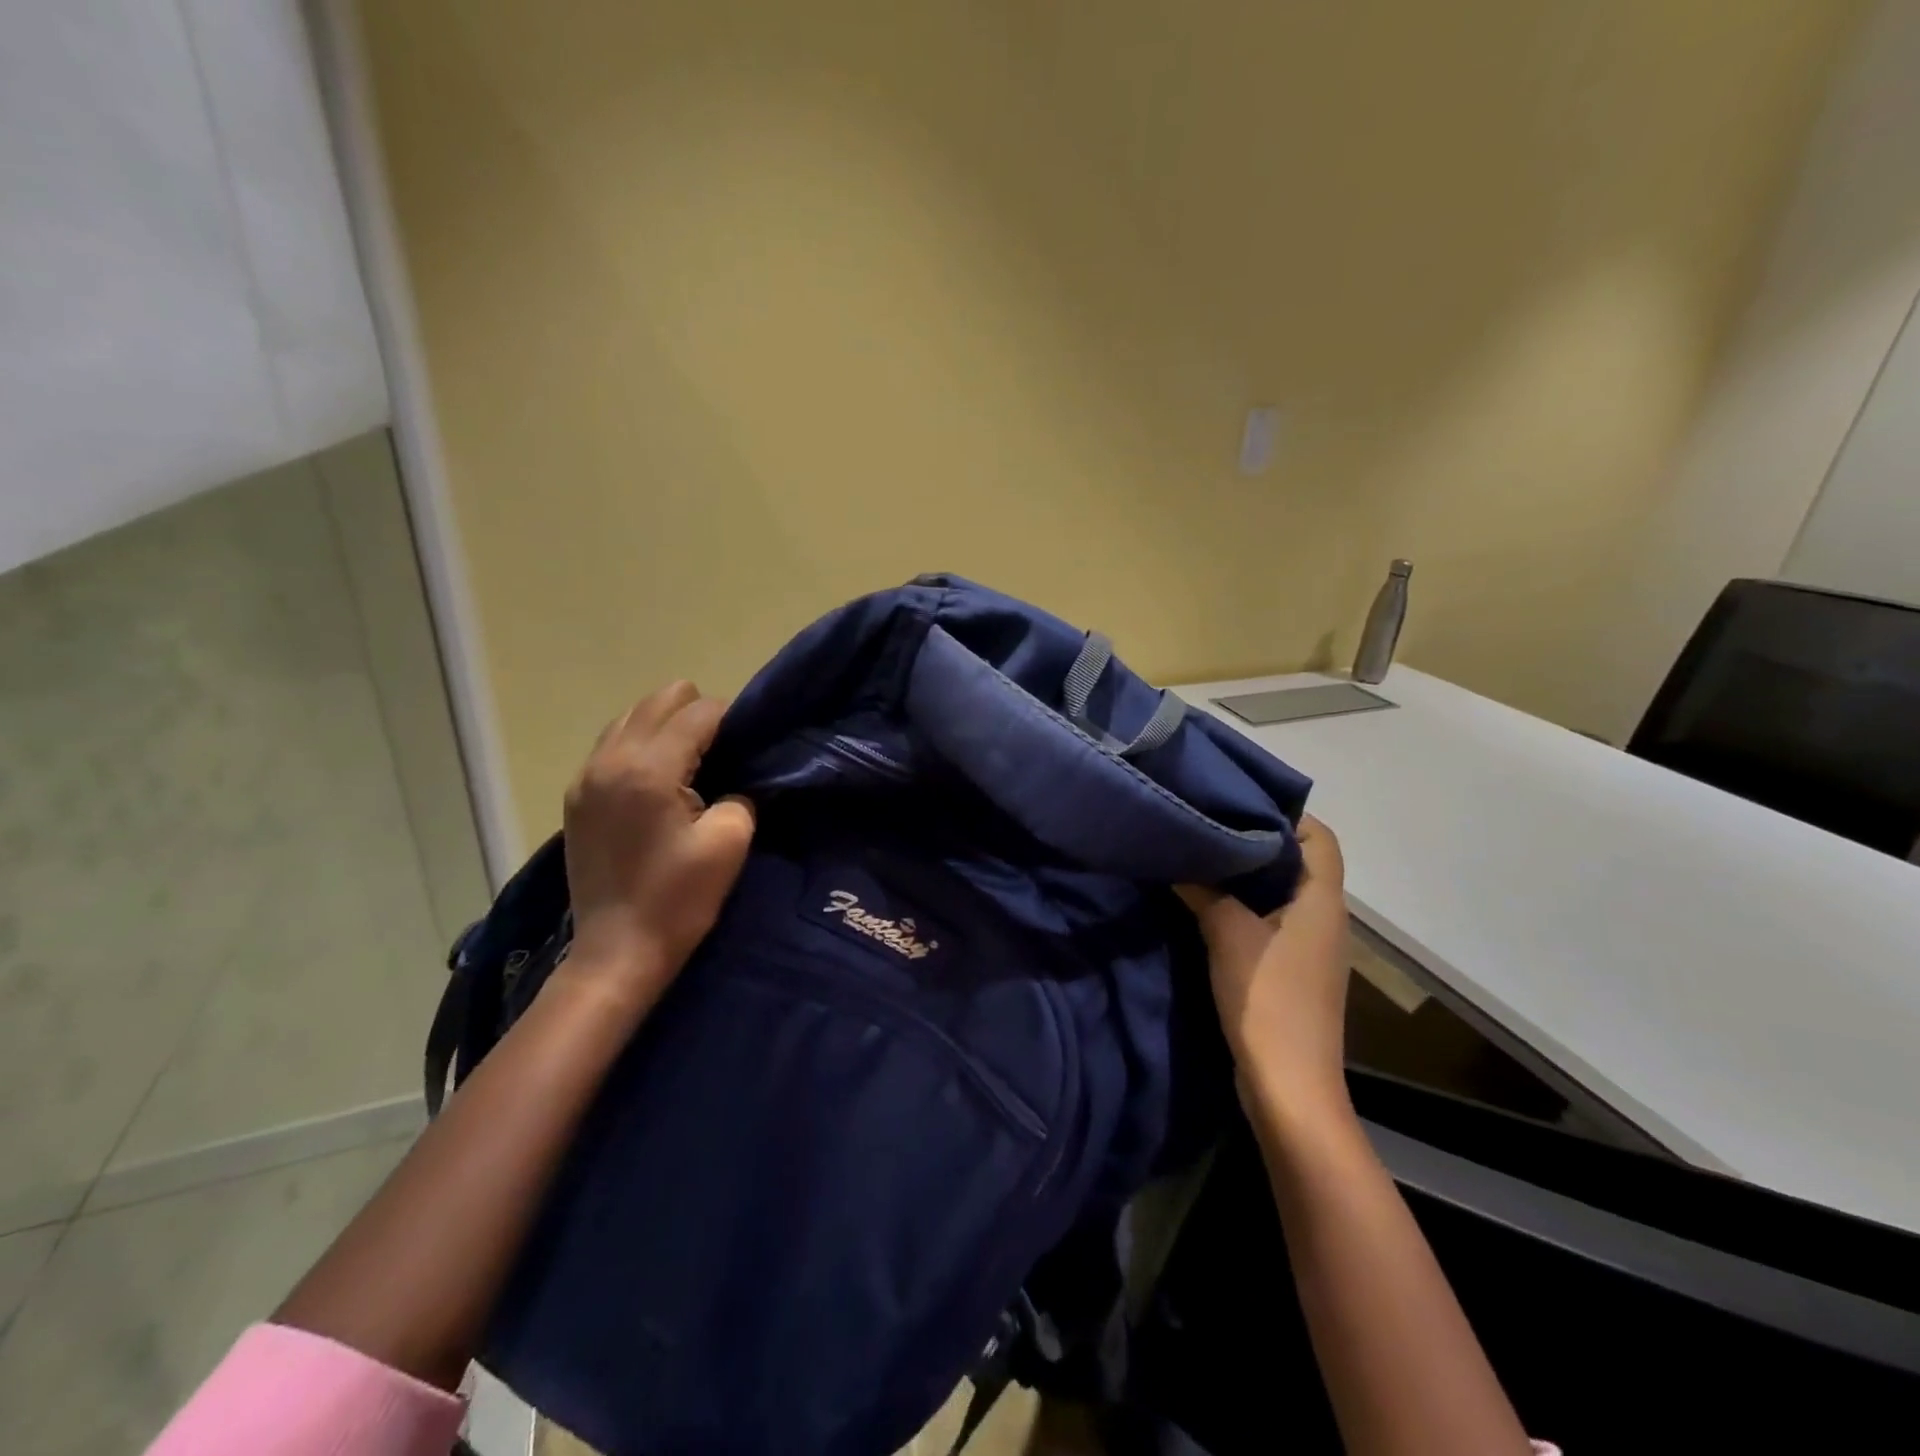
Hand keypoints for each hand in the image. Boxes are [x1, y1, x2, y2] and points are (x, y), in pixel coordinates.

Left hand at [560, 682, 754, 1011]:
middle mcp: (609, 760)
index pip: (698, 712)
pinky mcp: (576, 796)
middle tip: (721, 754)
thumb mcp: (730, 842)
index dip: (732, 720)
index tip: (750, 745)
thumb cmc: (678, 899)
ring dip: (667, 728)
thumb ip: (741, 793)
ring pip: (632, 716)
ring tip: (690, 765)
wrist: (617, 951)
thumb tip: (736, 776)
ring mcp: (586, 776)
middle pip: (660, 699)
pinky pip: (612, 744)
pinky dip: (641, 746)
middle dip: (697, 715)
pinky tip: (659, 781)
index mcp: (648, 769)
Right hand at [1177, 815, 1351, 1125]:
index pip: (1320, 837)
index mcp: (1323, 901)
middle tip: (1209, 822)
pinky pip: (1272, 919)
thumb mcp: (1227, 933)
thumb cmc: (1267, 999)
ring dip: (1248, 875)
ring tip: (1203, 855)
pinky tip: (1207, 903)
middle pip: (1299, 861)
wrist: (1288, 1085)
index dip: (1286, 814)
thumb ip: (1203, 889)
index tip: (1237, 802)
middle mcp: (1326, 917)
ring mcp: (1311, 946)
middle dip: (1257, 840)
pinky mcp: (1292, 969)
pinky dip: (1246, 905)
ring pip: (1283, 892)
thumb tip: (1179, 856)